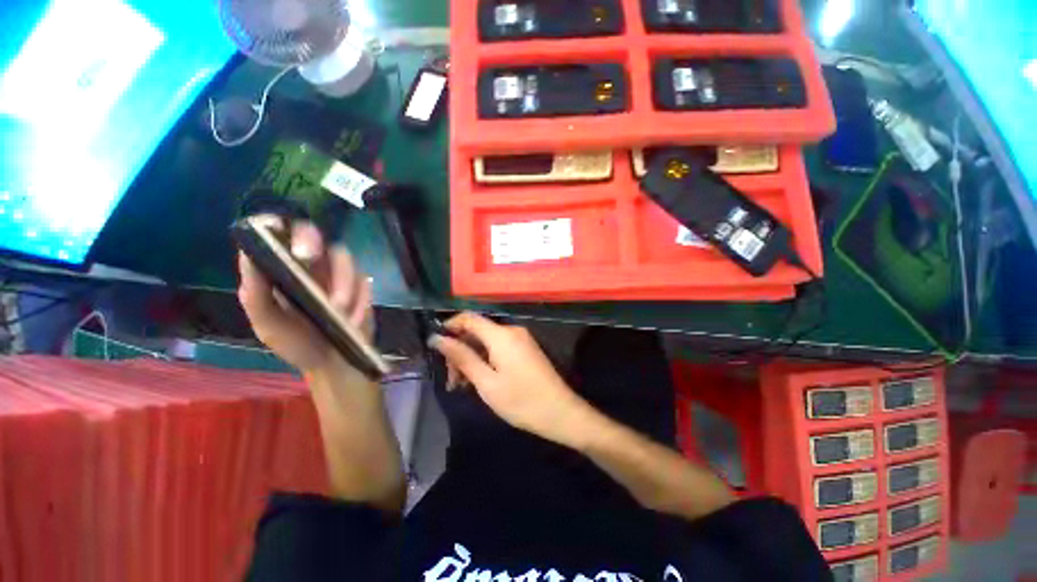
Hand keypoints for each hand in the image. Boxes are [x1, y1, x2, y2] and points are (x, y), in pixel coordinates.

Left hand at [237, 217, 373, 375]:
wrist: (333, 362)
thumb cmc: (295, 343)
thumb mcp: (267, 323)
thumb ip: (256, 293)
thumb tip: (249, 253)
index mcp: (283, 269)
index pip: (278, 235)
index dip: (276, 225)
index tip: (275, 227)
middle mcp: (311, 265)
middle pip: (314, 234)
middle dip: (311, 241)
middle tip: (307, 257)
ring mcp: (339, 275)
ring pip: (344, 257)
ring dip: (341, 282)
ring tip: (338, 309)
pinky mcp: (362, 286)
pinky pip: (364, 281)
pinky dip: (359, 299)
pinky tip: (352, 319)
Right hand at [429, 313, 591, 446]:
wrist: (560, 412)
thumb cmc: (520, 401)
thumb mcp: (486, 382)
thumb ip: (462, 357)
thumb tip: (437, 338)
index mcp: (501, 335)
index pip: (469, 317)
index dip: (450, 325)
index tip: (435, 345)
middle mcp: (512, 330)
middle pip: (477, 331)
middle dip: (460, 350)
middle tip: (451, 380)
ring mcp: (521, 339)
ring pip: (487, 341)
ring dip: (471, 358)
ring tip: (462, 386)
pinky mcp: (525, 348)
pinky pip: (499, 347)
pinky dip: (485, 359)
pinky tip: (479, 380)